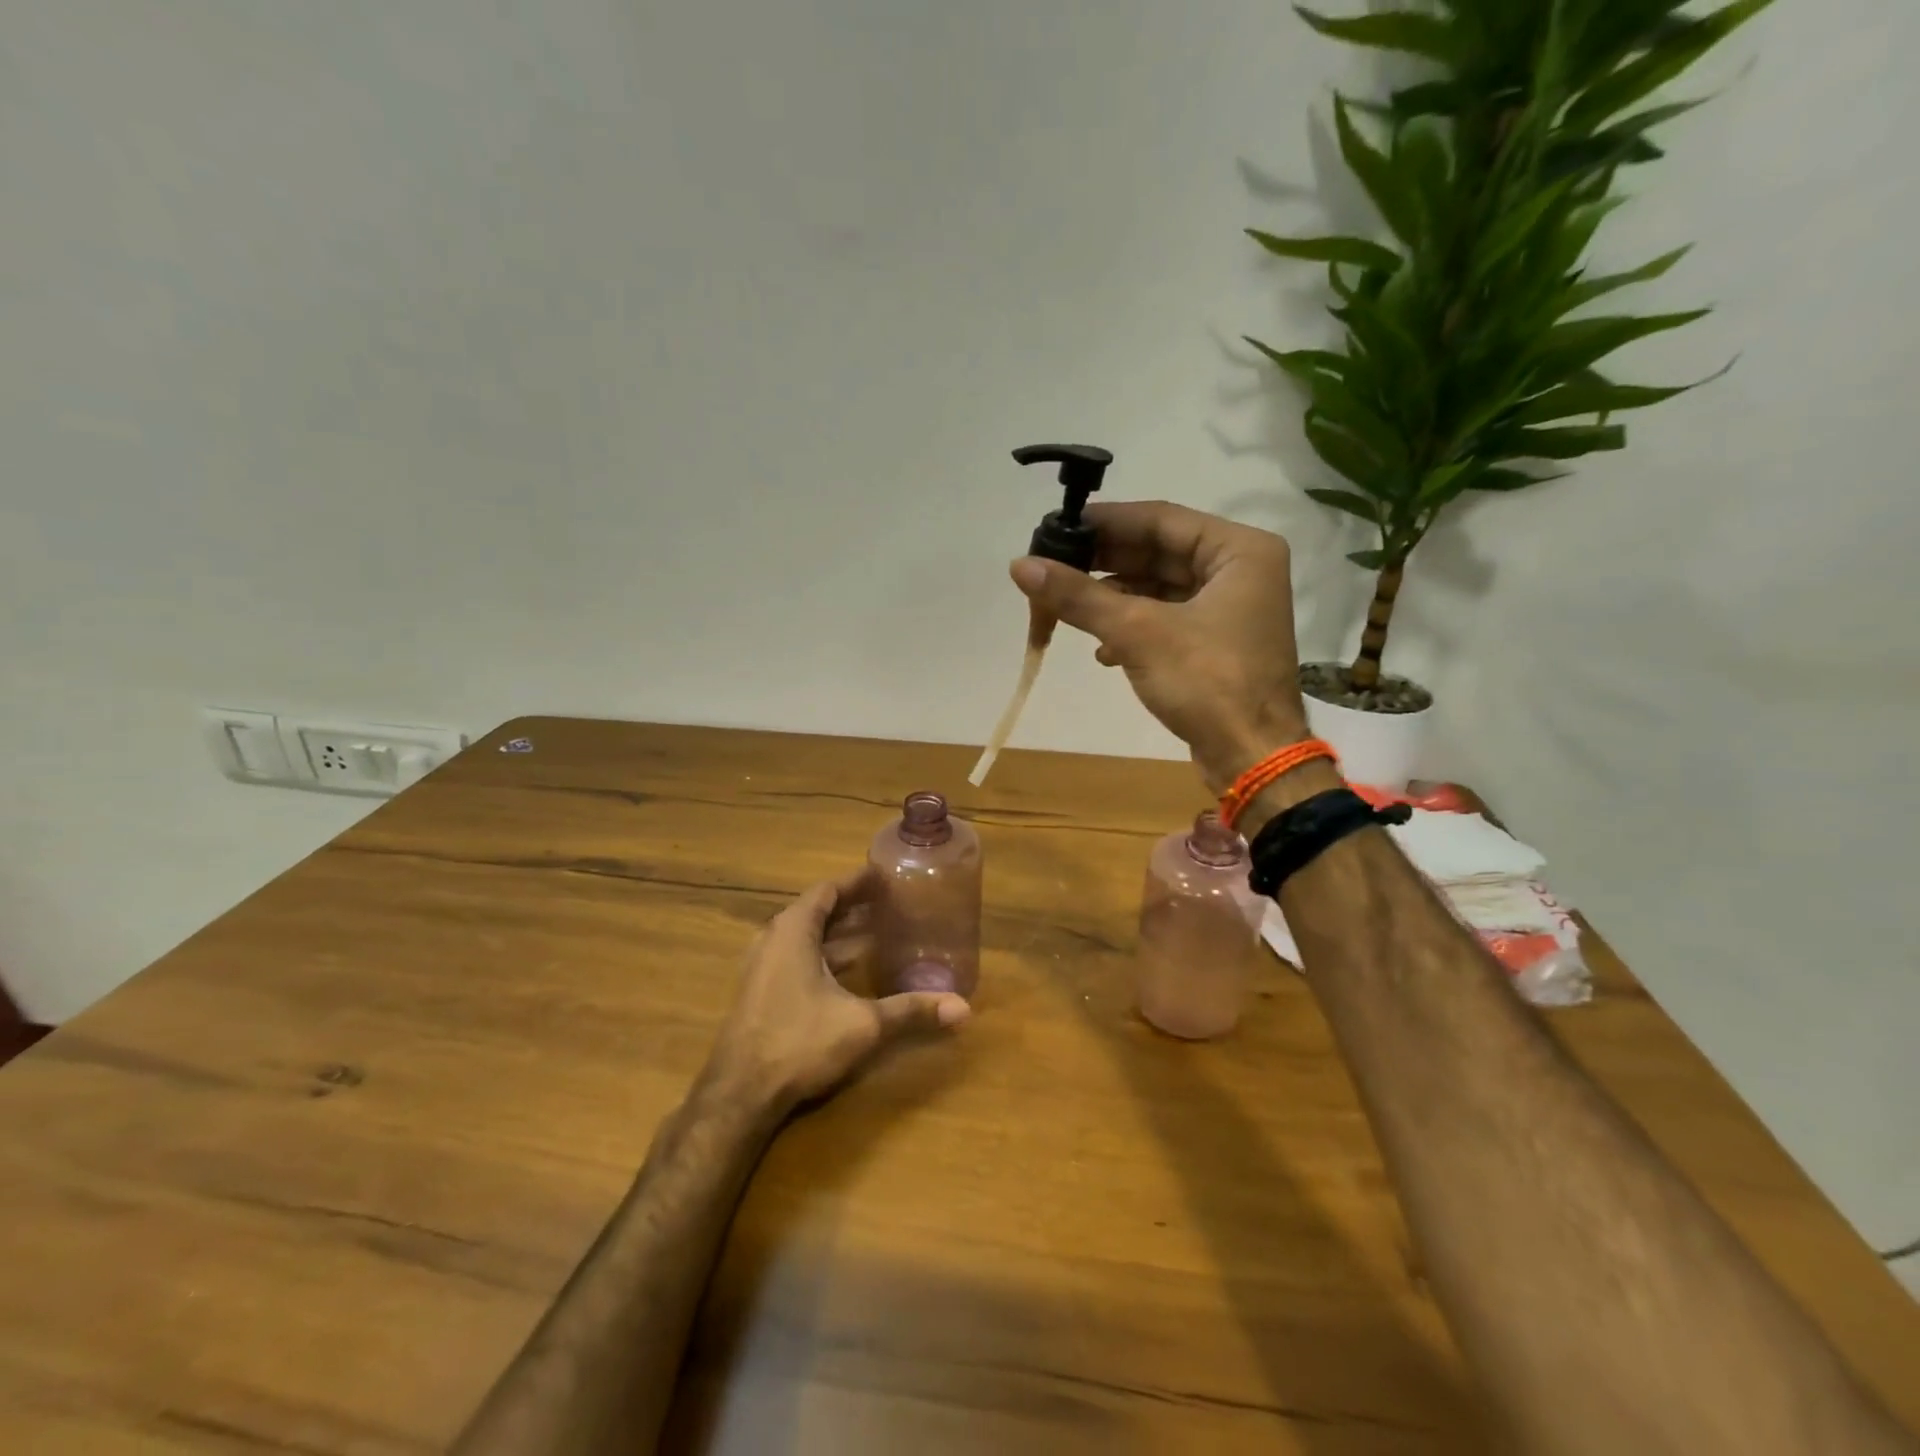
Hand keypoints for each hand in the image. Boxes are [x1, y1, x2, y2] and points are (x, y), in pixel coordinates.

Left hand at [704, 867, 970, 1115]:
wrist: (739, 1094)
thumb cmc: (799, 1043)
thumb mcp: (862, 1025)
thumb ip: (910, 1011)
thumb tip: (964, 1008)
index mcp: (793, 930)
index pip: (828, 890)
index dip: (857, 881)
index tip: (886, 876)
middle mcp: (774, 939)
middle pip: (818, 910)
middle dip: (854, 906)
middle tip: (891, 904)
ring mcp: (762, 966)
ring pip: (806, 936)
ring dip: (839, 932)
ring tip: (878, 932)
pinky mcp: (760, 991)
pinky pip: (797, 956)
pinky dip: (825, 954)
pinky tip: (850, 971)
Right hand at [1010, 500, 1308, 792]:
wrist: (1252, 758)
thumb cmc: (1207, 683)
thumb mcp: (1137, 632)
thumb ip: (1079, 596)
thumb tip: (1020, 566)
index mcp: (1239, 550)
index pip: (1159, 519)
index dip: (1104, 523)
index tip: (1056, 529)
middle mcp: (1239, 571)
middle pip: (1157, 553)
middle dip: (1103, 566)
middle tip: (1051, 569)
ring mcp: (1229, 609)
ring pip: (1158, 588)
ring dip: (1112, 600)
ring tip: (1066, 610)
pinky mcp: (1216, 644)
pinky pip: (1165, 619)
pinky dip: (1131, 629)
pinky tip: (1102, 651)